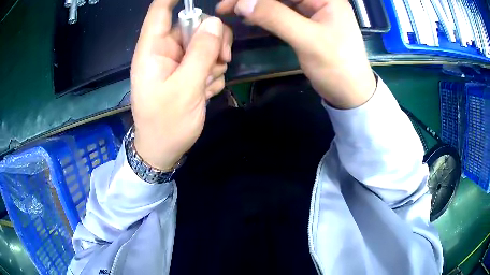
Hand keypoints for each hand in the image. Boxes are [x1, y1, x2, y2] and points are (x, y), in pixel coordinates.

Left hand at [131, 0, 232, 169]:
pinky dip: (213, 71)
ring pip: (205, 41)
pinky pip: (207, 58)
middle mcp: (164, 50)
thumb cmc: (167, 124)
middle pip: (193, 23)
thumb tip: (214, 22)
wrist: (164, 150)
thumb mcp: (185, 89)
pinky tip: (207, 89)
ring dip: (215, 58)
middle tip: (222, 58)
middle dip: (213, 37)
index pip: (159, 11)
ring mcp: (177, 60)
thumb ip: (200, 53)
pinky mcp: (187, 71)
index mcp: (153, 50)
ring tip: (210, 82)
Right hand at [216, 0, 375, 108]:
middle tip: (225, 7)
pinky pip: (282, 12)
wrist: (351, 93)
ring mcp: (313, 10)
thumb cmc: (337, 67)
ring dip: (256, 4)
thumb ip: (276, 17)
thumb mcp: (308, 40)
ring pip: (279, 1)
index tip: (230, 2)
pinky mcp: (307, 23)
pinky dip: (264, 14)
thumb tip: (242, 3)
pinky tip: (250, 17)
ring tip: (231, 11)